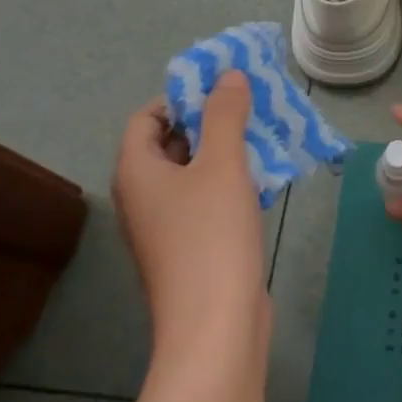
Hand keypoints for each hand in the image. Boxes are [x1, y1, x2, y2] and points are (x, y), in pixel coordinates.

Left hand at [114, 71, 266, 349]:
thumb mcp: (222, 163)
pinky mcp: (190, 247)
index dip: (181, 97)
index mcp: (136, 172)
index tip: (223, 88)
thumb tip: (228, 76)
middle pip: (170, 143)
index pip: (147, 117)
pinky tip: (266, 178)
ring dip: (226, 150)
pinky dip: (230, 182)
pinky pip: (206, 200)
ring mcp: (166, 226)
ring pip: (193, 172)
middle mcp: (143, 196)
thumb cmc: (211, 235)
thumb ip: (225, 114)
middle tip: (251, 105)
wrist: (215, 325)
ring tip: (265, 134)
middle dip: (210, 120)